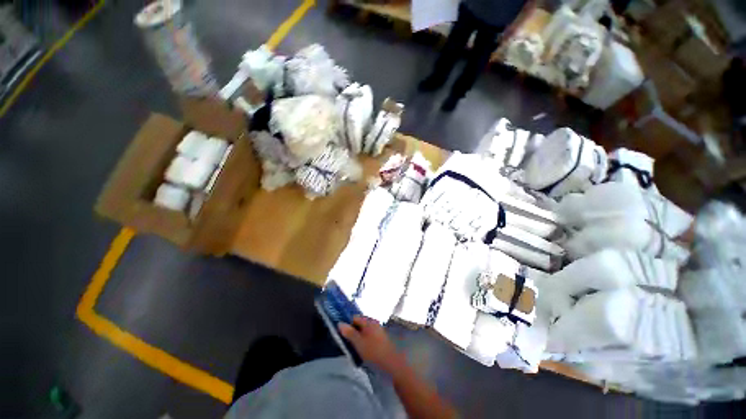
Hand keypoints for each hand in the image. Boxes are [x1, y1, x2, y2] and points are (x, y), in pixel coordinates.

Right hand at [338, 315, 404, 372]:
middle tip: (348, 343)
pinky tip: (363, 350)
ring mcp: (378, 330)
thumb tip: (340, 323)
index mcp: (368, 321)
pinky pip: (369, 336)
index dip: (348, 325)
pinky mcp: (381, 338)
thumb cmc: (373, 351)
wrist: (391, 363)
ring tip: (355, 348)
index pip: (354, 318)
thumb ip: (349, 333)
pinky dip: (365, 341)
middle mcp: (374, 323)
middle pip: (360, 324)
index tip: (343, 335)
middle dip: (353, 331)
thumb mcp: (359, 343)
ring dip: (359, 337)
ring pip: (364, 331)